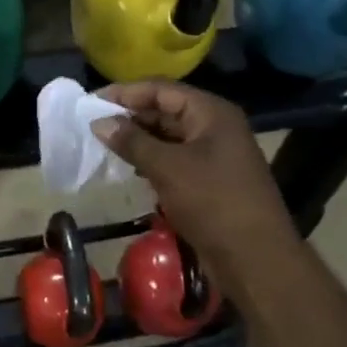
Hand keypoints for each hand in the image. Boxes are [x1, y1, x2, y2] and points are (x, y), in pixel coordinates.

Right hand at [93, 82, 297, 278]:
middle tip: (93, 125)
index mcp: (211, 112)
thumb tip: (98, 122)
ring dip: (139, 140)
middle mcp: (215, 126)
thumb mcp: (168, 168)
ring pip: (169, 137)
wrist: (255, 257)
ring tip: (104, 145)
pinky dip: (152, 160)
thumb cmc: (212, 202)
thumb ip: (132, 142)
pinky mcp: (210, 179)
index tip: (91, 102)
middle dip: (131, 116)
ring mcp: (214, 154)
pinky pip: (175, 159)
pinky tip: (129, 168)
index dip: (126, 92)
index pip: (161, 89)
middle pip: (166, 110)